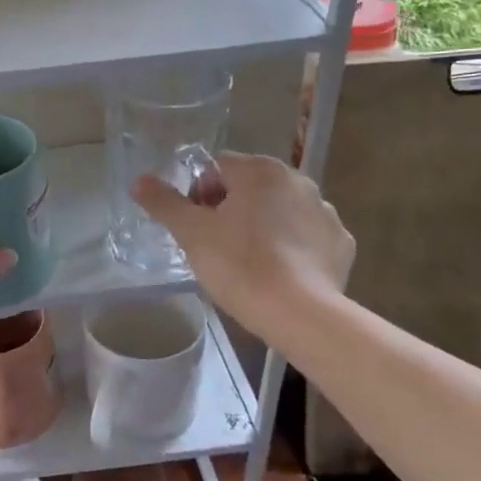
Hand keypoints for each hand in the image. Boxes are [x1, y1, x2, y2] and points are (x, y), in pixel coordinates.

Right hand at [133, 152, 353, 335]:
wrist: (299, 313)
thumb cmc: (239, 265)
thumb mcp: (191, 233)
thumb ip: (164, 202)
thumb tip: (139, 180)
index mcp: (260, 170)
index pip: (217, 167)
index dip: (199, 194)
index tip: (196, 226)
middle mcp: (298, 180)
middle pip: (250, 186)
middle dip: (230, 209)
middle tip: (216, 245)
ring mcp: (324, 211)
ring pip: (279, 210)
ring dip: (261, 226)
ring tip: (248, 263)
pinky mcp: (341, 243)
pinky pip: (306, 236)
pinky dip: (292, 247)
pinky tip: (279, 272)